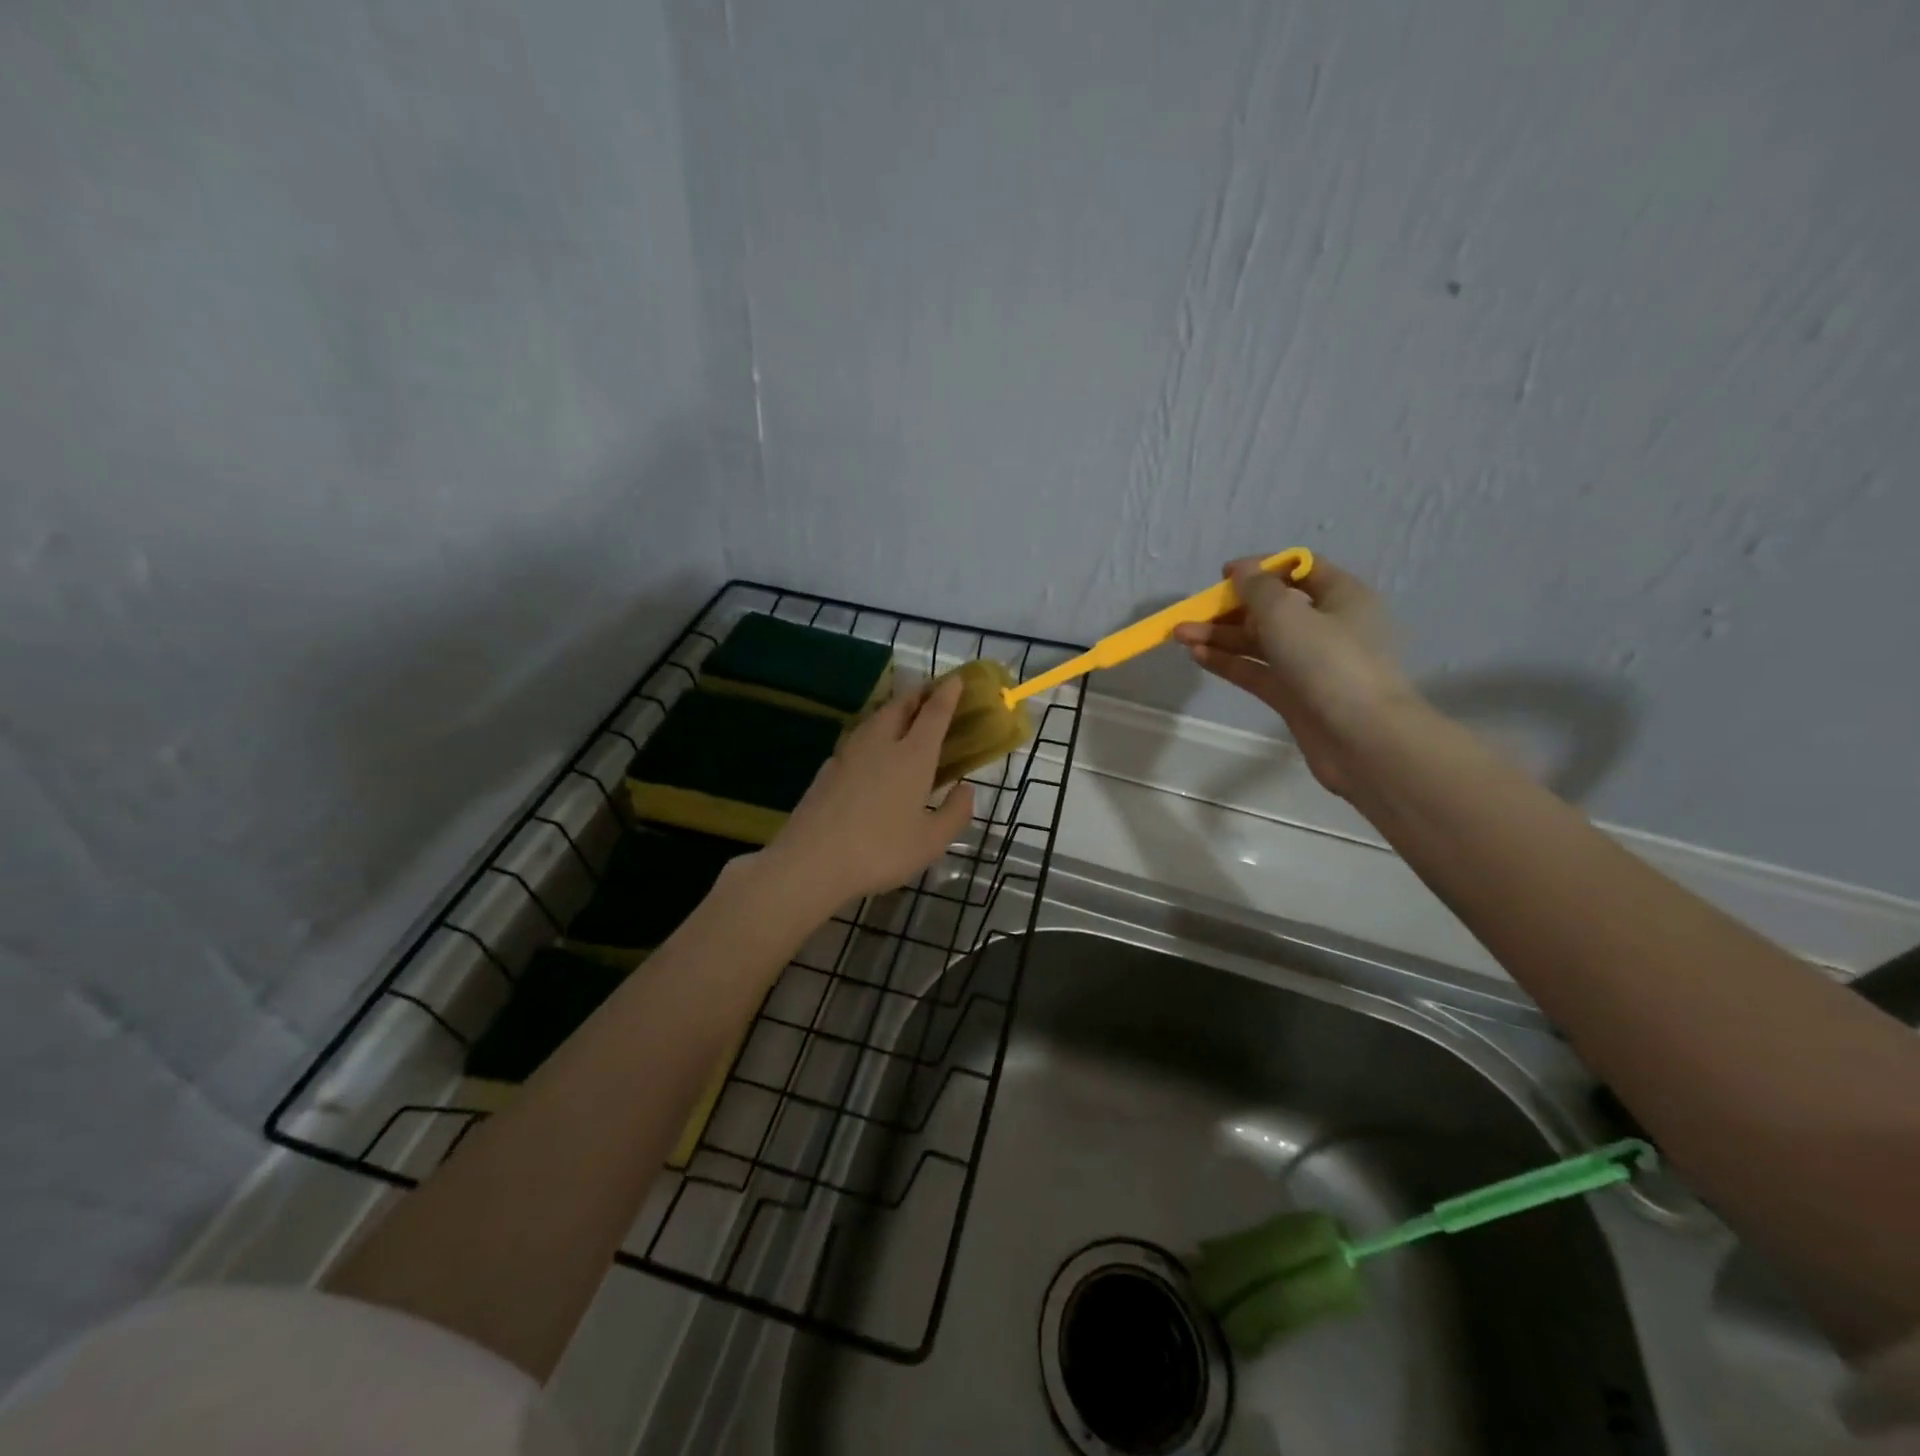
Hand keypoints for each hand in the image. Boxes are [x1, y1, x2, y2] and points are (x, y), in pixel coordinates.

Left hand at [758, 676, 975, 907]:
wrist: (812, 861)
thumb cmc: (881, 851)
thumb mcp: (931, 842)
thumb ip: (955, 813)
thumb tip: (966, 789)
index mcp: (912, 756)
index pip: (934, 713)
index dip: (947, 694)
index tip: (956, 679)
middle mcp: (881, 744)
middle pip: (900, 707)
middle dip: (917, 695)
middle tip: (930, 693)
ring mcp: (849, 754)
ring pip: (874, 719)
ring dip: (892, 710)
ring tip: (902, 715)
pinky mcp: (827, 769)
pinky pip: (856, 740)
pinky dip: (871, 734)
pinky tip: (869, 752)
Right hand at [1173, 556, 1415, 798]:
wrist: (1363, 739)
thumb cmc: (1330, 662)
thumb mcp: (1288, 614)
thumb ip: (1258, 589)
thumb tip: (1242, 571)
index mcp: (1340, 596)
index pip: (1299, 570)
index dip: (1261, 568)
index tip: (1224, 575)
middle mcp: (1327, 626)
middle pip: (1272, 608)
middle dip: (1230, 608)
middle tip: (1192, 613)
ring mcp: (1310, 664)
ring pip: (1259, 641)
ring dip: (1220, 636)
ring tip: (1180, 635)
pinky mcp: (1294, 695)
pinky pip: (1256, 671)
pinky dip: (1228, 662)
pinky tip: (1197, 656)